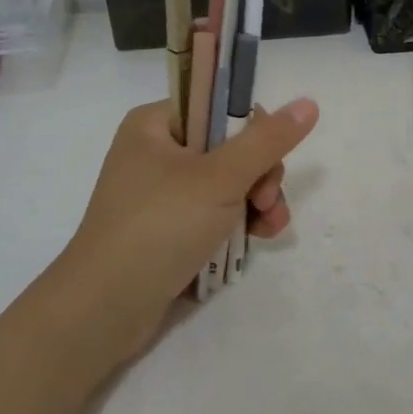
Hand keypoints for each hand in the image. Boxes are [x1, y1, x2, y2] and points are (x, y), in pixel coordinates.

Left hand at [52, 96, 318, 363]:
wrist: (103, 310)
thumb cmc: (159, 228)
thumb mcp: (220, 178)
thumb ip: (267, 140)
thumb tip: (309, 102)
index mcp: (155, 124)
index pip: (219, 105)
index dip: (252, 129)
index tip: (267, 159)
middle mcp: (156, 153)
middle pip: (230, 146)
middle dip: (260, 175)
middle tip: (266, 201)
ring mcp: (161, 194)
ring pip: (229, 183)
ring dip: (258, 202)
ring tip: (269, 228)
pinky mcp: (168, 230)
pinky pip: (215, 214)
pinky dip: (240, 224)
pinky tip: (259, 240)